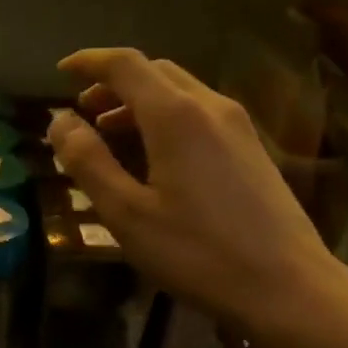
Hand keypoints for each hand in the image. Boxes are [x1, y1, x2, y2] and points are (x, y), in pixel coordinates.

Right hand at [49, 48, 347, 347]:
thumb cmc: (196, 253)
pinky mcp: (253, 149)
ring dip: (140, 102)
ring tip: (112, 136)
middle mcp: (210, 106)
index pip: (126, 64)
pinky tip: (156, 158)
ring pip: (181, 92)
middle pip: (156, 71)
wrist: (287, 286)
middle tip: (84, 113)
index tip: (62, 71)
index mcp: (176, 115)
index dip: (89, 62)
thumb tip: (60, 121)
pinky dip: (166, 118)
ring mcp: (238, 126)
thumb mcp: (126, 214)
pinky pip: (200, 114)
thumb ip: (88, 162)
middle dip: (114, 83)